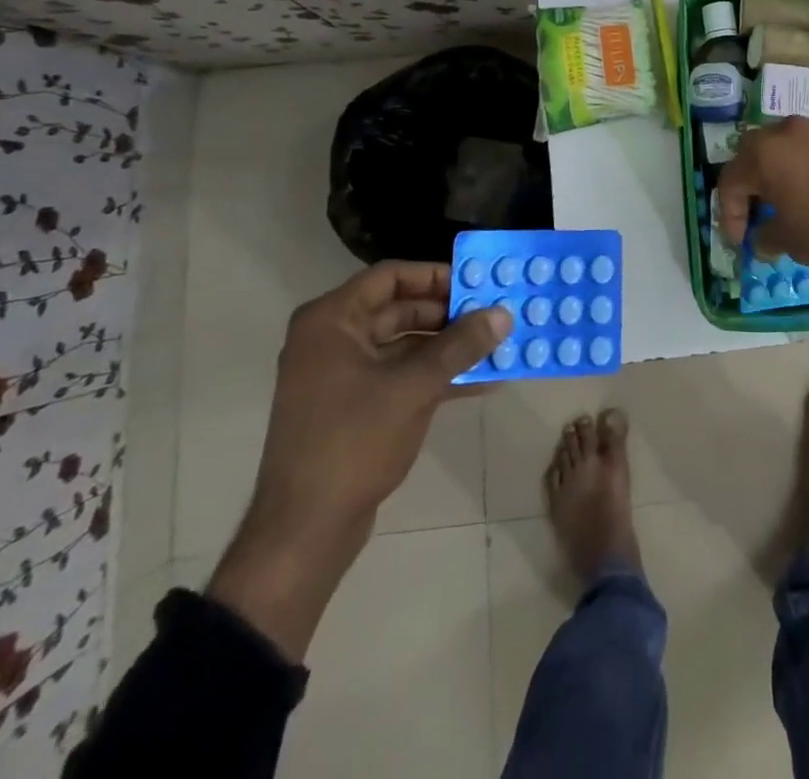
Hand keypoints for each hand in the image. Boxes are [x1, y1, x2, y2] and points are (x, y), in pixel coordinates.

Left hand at [207, 262, 509, 659]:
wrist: (304, 531)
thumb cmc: (353, 442)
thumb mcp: (414, 387)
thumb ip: (460, 345)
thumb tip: (504, 314)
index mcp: (331, 321)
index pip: (390, 277)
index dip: (436, 276)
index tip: (479, 283)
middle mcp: (332, 339)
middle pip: (399, 309)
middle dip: (450, 314)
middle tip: (494, 316)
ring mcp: (341, 375)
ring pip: (404, 344)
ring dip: (449, 347)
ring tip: (497, 347)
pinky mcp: (353, 407)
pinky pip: (400, 375)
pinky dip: (436, 375)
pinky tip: (481, 382)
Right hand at [717, 118, 808, 326]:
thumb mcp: (792, 242)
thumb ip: (766, 234)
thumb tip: (761, 237)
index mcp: (766, 153)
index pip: (731, 180)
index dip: (729, 215)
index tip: (739, 242)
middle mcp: (789, 131)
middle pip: (755, 153)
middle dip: (749, 185)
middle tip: (753, 216)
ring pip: (785, 147)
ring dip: (777, 173)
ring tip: (784, 205)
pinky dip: (804, 168)